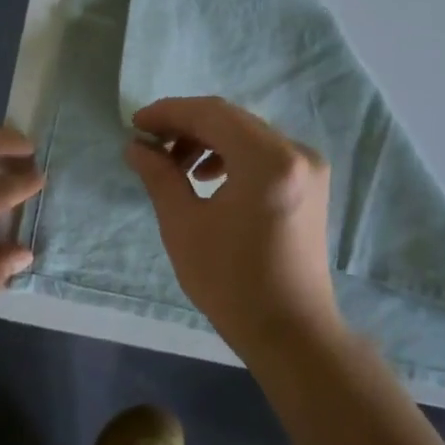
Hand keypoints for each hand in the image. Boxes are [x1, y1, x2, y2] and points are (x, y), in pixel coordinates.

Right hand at [123, 96, 339, 356]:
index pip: (211, 114)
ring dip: (206, 141)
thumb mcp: (183, 224)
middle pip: (231, 120)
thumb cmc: (231, 281)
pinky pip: (262, 153)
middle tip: (149, 143)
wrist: (289, 331)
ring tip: (174, 165)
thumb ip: (159, 175)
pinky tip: (206, 177)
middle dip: (185, 126)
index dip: (168, 113)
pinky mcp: (309, 184)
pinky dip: (230, 156)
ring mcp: (308, 168)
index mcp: (268, 160)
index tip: (135, 124)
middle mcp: (295, 153)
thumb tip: (137, 146)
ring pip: (246, 134)